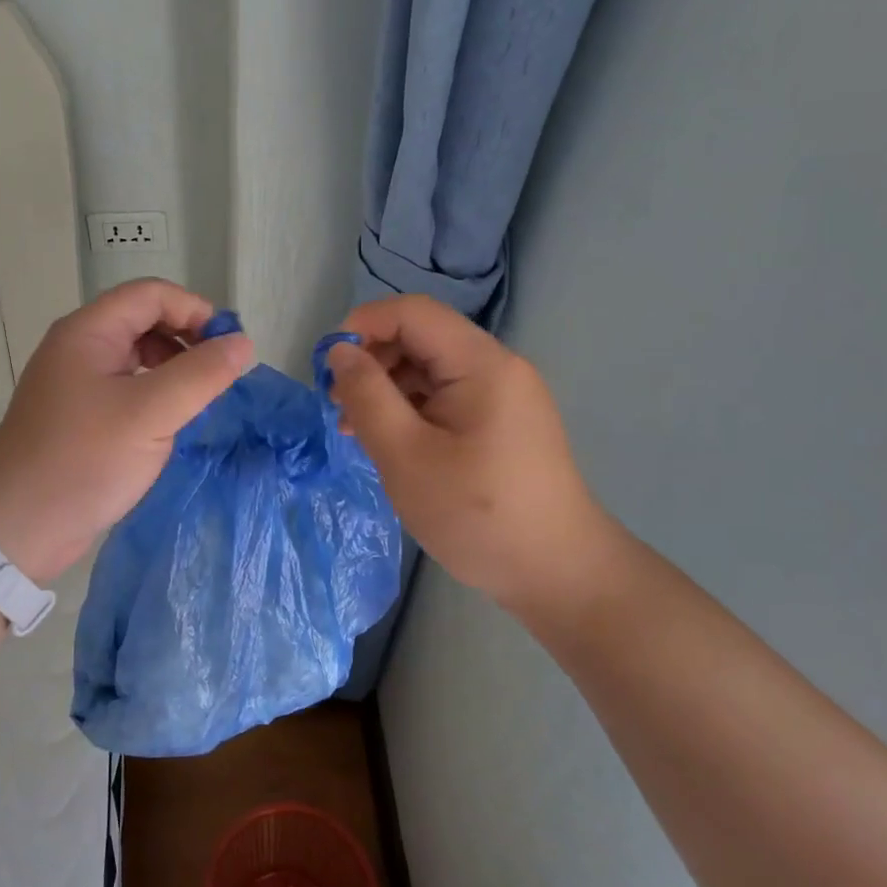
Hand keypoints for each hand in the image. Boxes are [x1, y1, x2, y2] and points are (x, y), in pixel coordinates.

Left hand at [0, 279, 253, 578]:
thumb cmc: (83, 460)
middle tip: (219, 375)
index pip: (151, 294)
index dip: (194, 310)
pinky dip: (154, 394)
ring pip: (135, 356)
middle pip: (143, 320)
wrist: (16, 528)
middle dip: (186, 339)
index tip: (229, 346)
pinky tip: (169, 423)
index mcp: (88, 332)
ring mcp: (75, 383)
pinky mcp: (78, 416)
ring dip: (173, 368)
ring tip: (198, 400)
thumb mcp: (151, 414)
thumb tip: (243, 342)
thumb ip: (201, 374)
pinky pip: (125, 388)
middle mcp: (78, 348)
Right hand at [325, 294, 620, 624]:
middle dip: (372, 361)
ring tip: (355, 430)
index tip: (328, 367)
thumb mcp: (406, 455)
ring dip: (386, 388)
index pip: (412, 312)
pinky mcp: (500, 422)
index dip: (363, 325)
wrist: (558, 574)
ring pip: (429, 369)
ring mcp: (502, 395)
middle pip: (421, 337)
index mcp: (481, 363)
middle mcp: (496, 367)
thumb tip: (340, 351)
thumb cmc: (477, 514)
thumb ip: (367, 396)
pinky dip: (410, 409)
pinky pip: (444, 397)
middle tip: (338, 406)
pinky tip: (389, 442)